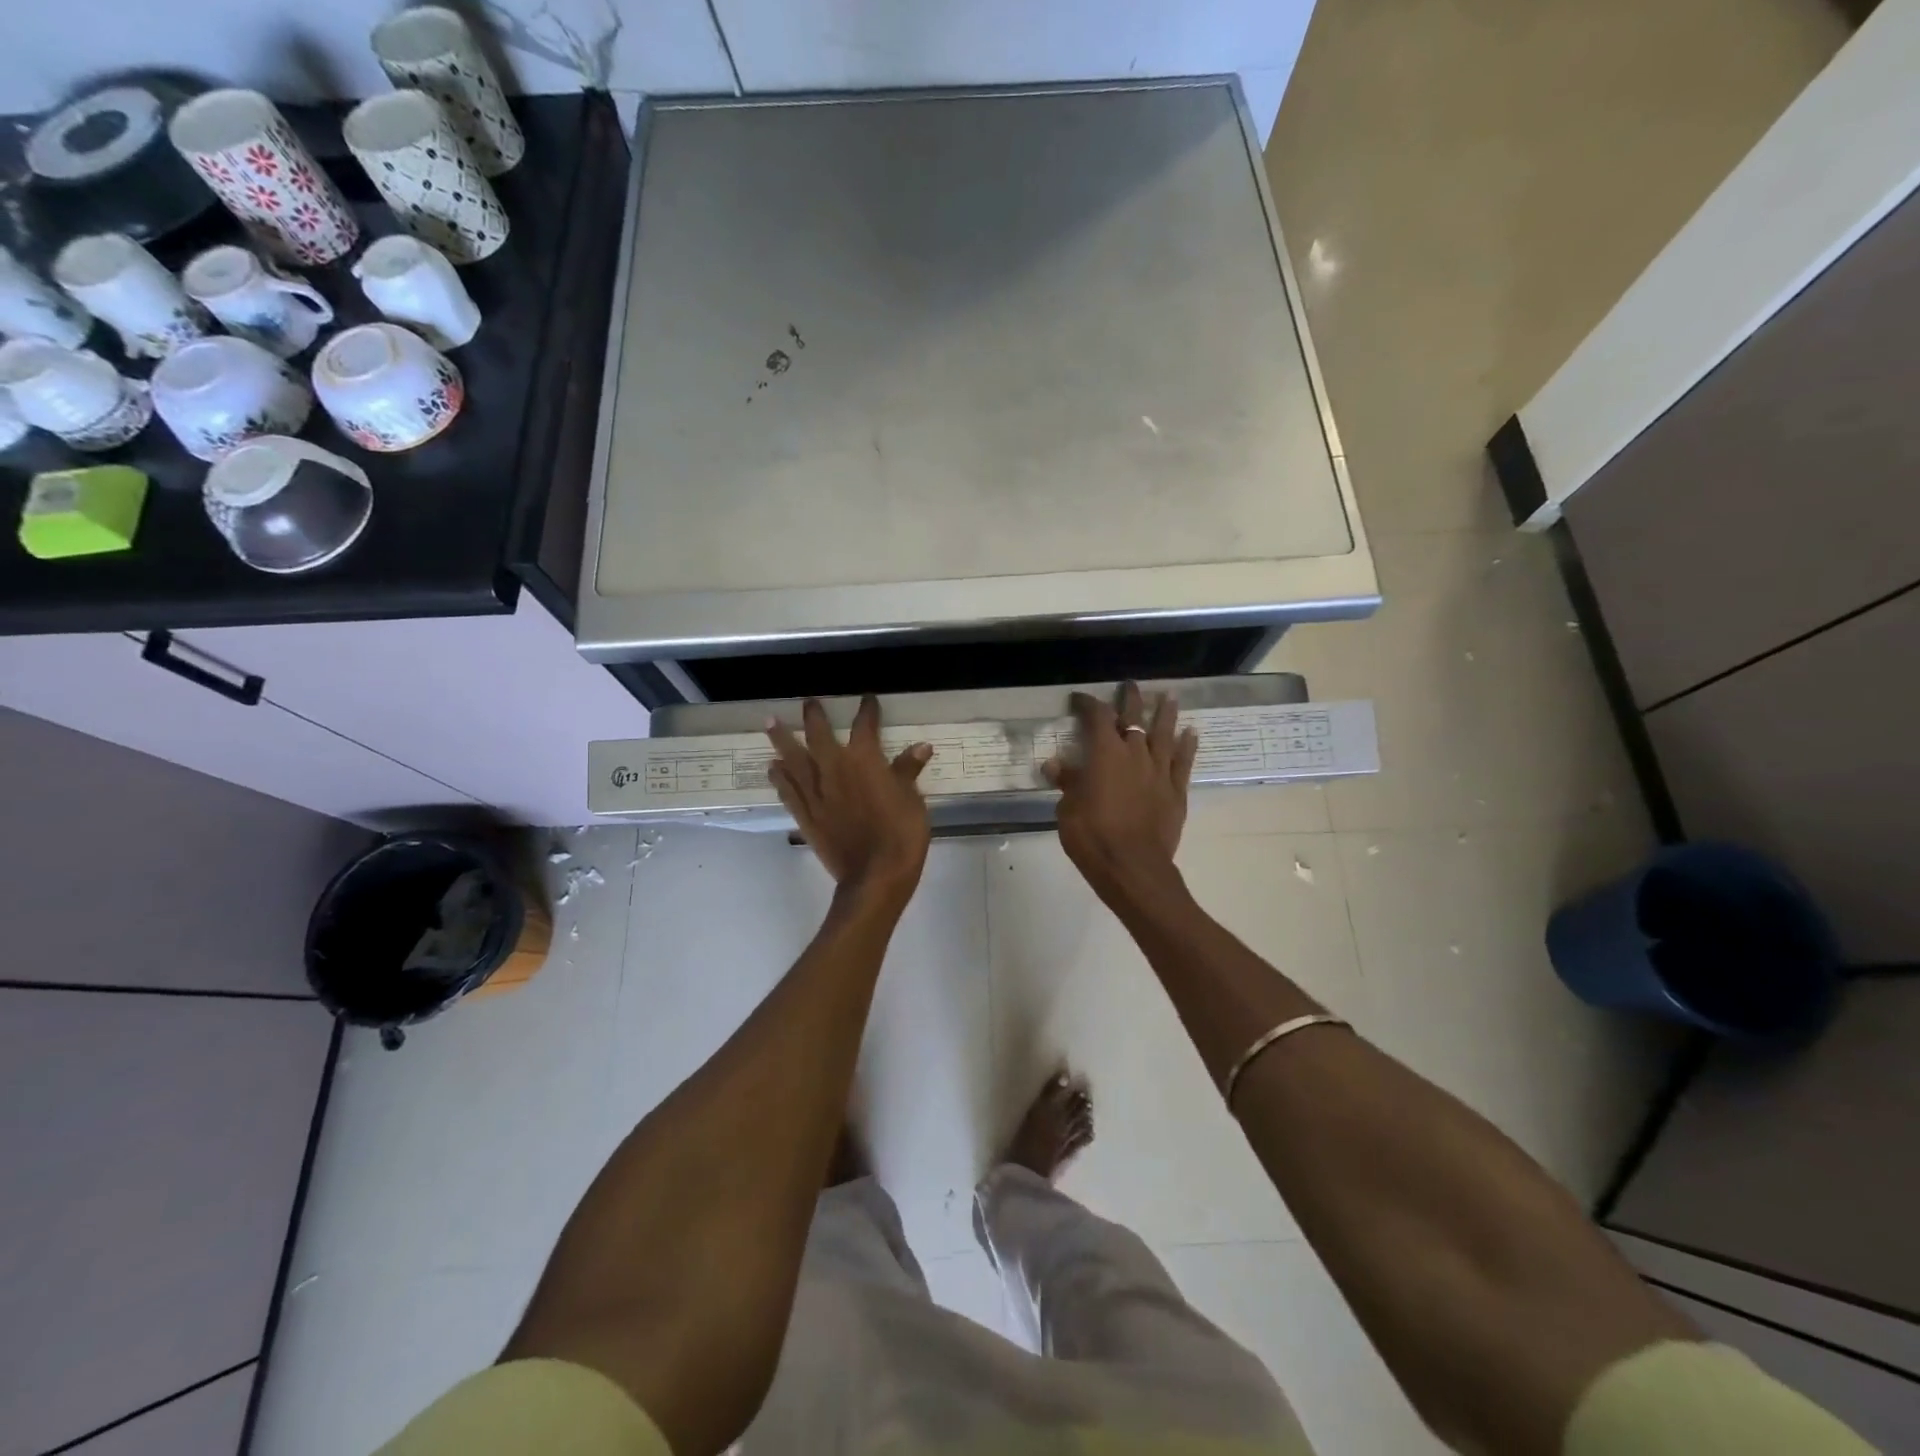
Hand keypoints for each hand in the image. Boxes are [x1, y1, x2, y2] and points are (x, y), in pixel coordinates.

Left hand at [767, 696, 933, 902]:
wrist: (874, 876)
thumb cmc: (901, 834)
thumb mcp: (912, 799)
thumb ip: (908, 771)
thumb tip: (920, 747)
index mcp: (864, 760)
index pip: (865, 726)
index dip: (867, 711)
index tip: (867, 699)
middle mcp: (834, 769)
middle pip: (818, 735)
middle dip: (814, 716)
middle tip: (808, 702)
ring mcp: (815, 793)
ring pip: (793, 759)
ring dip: (781, 739)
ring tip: (770, 723)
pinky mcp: (805, 815)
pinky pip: (788, 791)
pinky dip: (779, 777)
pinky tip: (772, 768)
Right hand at [1044, 684, 1198, 906]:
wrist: (1133, 866)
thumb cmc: (1092, 836)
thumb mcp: (1068, 809)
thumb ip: (1067, 782)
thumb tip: (1055, 764)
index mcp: (1105, 754)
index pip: (1097, 717)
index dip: (1088, 704)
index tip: (1080, 699)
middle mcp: (1134, 754)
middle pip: (1134, 718)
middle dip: (1131, 699)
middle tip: (1131, 685)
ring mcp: (1159, 771)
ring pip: (1164, 734)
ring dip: (1166, 714)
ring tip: (1170, 696)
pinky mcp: (1176, 791)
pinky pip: (1184, 761)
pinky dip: (1188, 745)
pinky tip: (1191, 733)